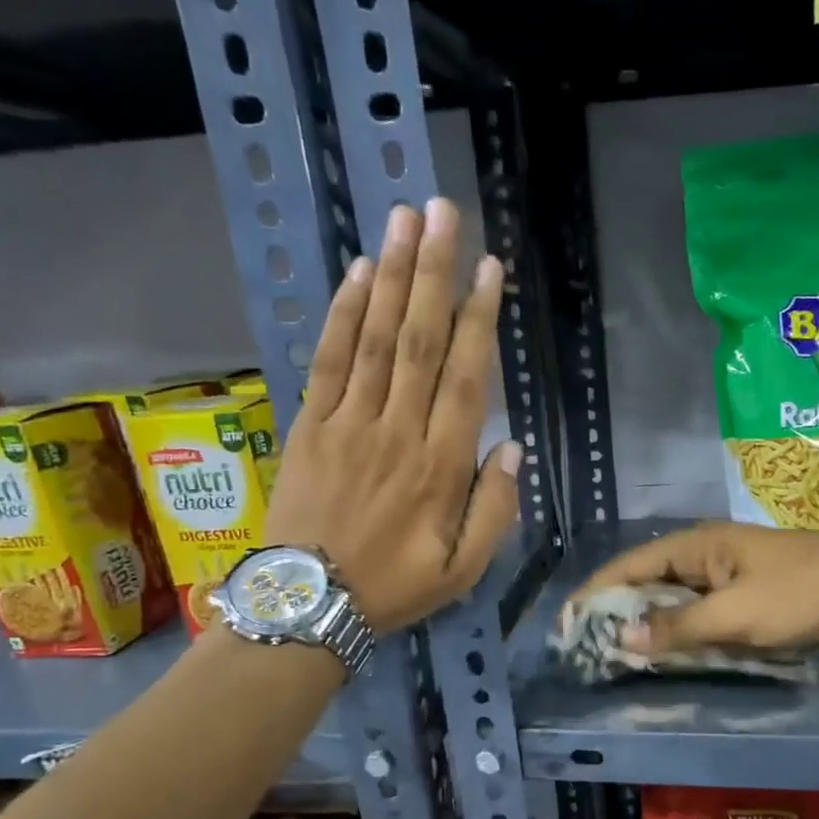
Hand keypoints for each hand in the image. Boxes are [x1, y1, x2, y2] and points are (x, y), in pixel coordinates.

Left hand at [265, 198, 519, 631]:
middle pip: (420, 342)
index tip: (491, 269)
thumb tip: (513, 449)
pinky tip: (358, 275)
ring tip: (406, 221)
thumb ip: (494, 511)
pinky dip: (344, 315)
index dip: (479, 320)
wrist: (306, 605)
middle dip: (435, 273)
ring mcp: (348, 424)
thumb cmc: (394, 588)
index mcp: (440, 468)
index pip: (466, 380)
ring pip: (376, 339)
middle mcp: (397, 433)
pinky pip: (329, 361)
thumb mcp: (463, 570)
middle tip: (445, 213)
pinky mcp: (309, 425)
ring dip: (392, 277)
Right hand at [571, 521, 818, 653]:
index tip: (567, 622)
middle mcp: (703, 553)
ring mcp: (724, 572)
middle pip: (646, 580)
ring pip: (671, 597)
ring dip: (647, 622)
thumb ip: (678, 627)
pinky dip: (678, 628)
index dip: (596, 593)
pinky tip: (665, 649)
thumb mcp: (735, 615)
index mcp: (695, 545)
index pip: (629, 566)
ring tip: (616, 652)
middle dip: (617, 611)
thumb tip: (622, 640)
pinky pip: (697, 609)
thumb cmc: (796, 594)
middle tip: (587, 645)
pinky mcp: (742, 591)